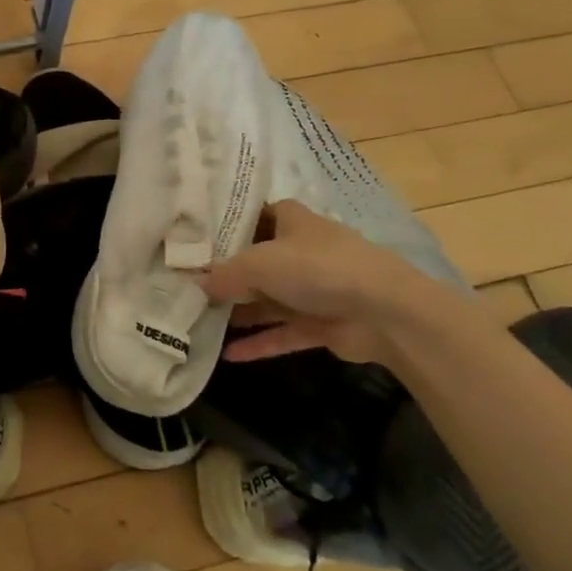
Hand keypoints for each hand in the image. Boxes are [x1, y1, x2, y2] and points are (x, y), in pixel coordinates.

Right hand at [201, 200, 459, 366]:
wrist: (384, 311)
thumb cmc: (316, 268)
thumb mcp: (259, 263)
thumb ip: (225, 273)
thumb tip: (196, 284)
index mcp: (292, 222)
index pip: (256, 215)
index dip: (228, 224)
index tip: (195, 238)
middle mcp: (301, 251)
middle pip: (257, 260)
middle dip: (226, 273)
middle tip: (187, 284)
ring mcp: (313, 290)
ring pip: (268, 300)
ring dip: (240, 311)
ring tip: (200, 320)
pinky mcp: (322, 324)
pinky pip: (282, 332)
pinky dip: (259, 343)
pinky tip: (228, 355)